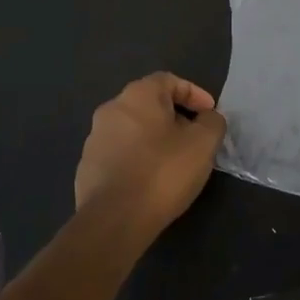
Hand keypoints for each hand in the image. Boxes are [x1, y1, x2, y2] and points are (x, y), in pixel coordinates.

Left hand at [75, 73, 226, 241]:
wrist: (114, 219)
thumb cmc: (163, 172)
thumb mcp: (203, 144)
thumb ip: (212, 123)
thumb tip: (208, 118)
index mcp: (137, 96)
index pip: (169, 80)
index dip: (194, 93)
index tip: (210, 114)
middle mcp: (111, 109)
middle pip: (149, 105)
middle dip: (175, 117)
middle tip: (195, 138)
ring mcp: (94, 139)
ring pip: (133, 130)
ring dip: (155, 139)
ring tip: (174, 162)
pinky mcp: (87, 167)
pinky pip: (120, 154)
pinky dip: (138, 159)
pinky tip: (150, 181)